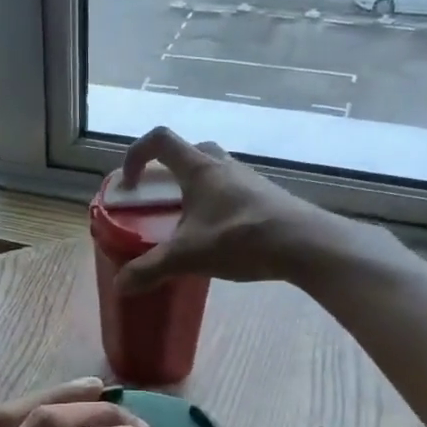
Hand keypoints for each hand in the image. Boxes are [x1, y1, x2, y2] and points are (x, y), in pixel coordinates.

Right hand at [115, 127, 330, 292]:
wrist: (306, 245)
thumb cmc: (241, 239)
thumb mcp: (188, 257)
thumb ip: (150, 269)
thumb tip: (120, 286)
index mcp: (199, 169)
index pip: (160, 140)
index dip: (137, 154)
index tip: (129, 183)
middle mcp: (223, 166)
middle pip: (189, 152)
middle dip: (168, 170)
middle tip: (160, 198)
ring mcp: (249, 180)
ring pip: (214, 171)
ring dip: (195, 188)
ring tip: (188, 222)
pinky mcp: (266, 197)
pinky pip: (233, 191)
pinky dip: (217, 204)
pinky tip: (218, 235)